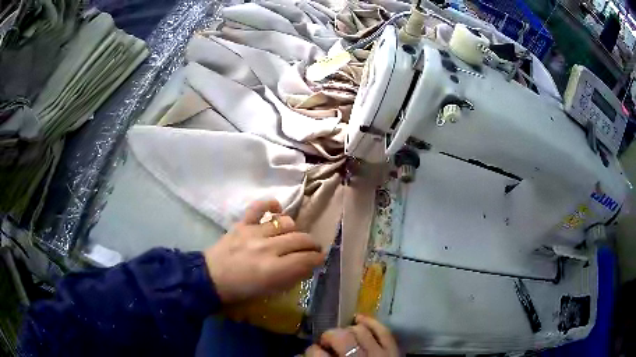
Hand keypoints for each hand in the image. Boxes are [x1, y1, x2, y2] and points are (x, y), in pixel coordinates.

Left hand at [204, 200, 324, 302]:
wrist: (210, 278)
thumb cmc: (241, 291)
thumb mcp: (270, 291)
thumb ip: (291, 277)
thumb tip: (307, 265)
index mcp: (274, 270)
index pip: (306, 259)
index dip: (317, 258)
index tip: (320, 258)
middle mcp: (267, 248)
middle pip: (300, 239)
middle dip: (312, 244)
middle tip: (313, 248)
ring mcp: (254, 233)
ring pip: (286, 223)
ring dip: (295, 230)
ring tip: (293, 236)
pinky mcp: (242, 224)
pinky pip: (259, 207)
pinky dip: (271, 205)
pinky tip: (278, 209)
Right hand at [305, 315, 398, 356]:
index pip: (316, 354)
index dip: (310, 351)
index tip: (310, 353)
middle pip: (340, 336)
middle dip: (329, 336)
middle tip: (326, 344)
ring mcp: (379, 354)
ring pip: (360, 330)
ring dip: (347, 330)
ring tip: (343, 337)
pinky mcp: (394, 351)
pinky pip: (384, 331)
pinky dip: (371, 322)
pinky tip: (359, 319)